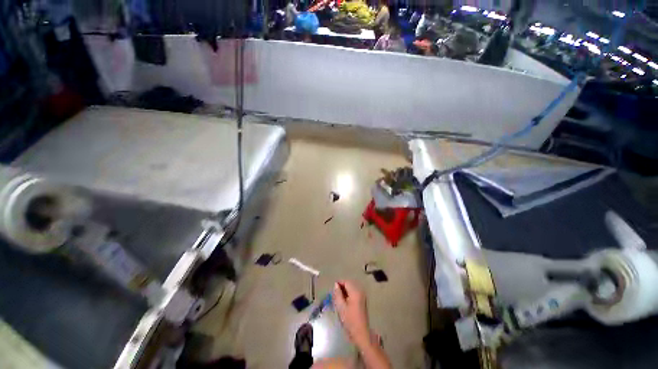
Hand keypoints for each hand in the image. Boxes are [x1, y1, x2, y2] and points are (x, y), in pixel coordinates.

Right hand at [333, 280, 370, 347]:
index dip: (339, 283)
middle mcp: (360, 291)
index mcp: (355, 292)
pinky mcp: (362, 301)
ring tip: (339, 298)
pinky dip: (348, 294)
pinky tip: (344, 302)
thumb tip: (336, 285)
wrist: (361, 333)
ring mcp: (362, 296)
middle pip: (349, 284)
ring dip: (345, 291)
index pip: (346, 282)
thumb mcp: (341, 307)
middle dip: (342, 287)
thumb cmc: (350, 320)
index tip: (333, 288)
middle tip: (335, 294)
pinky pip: (354, 293)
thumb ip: (337, 294)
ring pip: (351, 288)